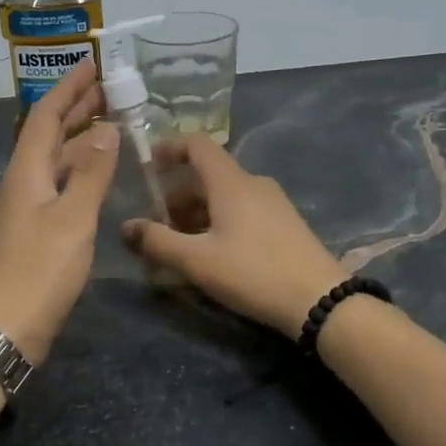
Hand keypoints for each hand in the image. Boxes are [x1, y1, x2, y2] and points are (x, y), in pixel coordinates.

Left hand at [0, 57, 119, 364]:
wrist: (5, 327)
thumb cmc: (40, 270)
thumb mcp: (72, 218)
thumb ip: (91, 173)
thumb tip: (106, 129)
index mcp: (27, 171)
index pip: (46, 114)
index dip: (69, 87)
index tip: (93, 63)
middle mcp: (23, 181)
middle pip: (48, 133)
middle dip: (77, 107)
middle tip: (111, 89)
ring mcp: (27, 207)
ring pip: (55, 159)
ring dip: (80, 137)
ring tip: (113, 123)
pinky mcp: (35, 230)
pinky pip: (60, 183)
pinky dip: (80, 169)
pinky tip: (98, 173)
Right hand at [122, 136, 347, 335]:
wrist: (319, 300)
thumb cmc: (253, 273)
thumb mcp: (197, 261)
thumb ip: (158, 242)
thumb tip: (126, 226)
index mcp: (231, 182)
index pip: (198, 145)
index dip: (170, 148)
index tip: (148, 165)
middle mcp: (253, 183)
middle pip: (207, 176)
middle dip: (176, 195)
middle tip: (155, 224)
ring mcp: (272, 203)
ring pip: (224, 196)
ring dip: (196, 213)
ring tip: (178, 245)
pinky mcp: (284, 223)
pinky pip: (242, 210)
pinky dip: (218, 221)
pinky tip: (211, 254)